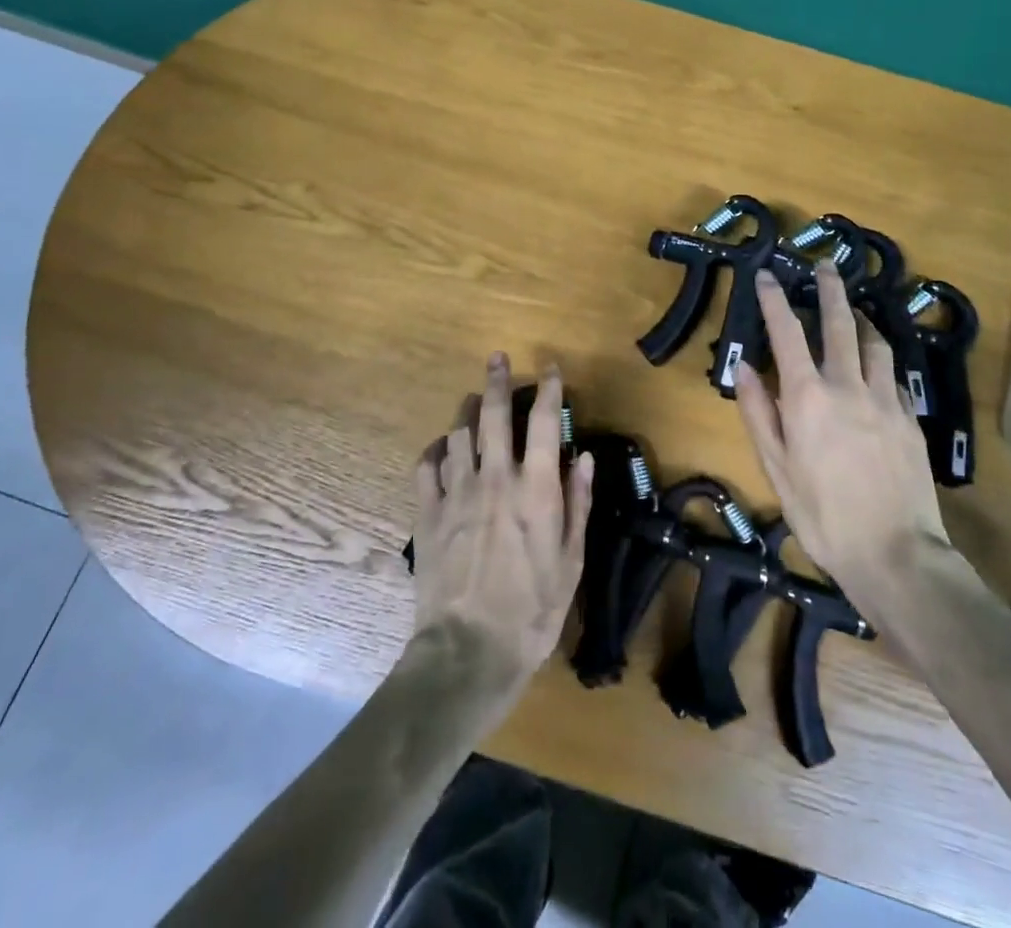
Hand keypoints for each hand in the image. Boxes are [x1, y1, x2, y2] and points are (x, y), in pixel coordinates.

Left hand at [410, 353, 594, 694]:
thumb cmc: (532, 611)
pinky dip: (436, 449)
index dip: (549, 390)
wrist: (468, 651)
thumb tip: (583, 457)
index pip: (544, 423)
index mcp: (535, 489)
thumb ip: (577, 504)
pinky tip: (442, 448)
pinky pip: (427, 465)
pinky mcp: (428, 513)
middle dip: (498, 380)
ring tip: (474, 400)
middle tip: (498, 358)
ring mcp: (457, 493)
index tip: (551, 370)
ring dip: (468, 410)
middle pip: (494, 413)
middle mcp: (495, 478)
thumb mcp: (571, 562)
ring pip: (459, 433)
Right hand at [733, 264, 949, 618]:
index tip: (766, 275)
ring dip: (861, 319)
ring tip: (854, 310)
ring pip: (875, 343)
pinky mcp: (910, 418)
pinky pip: (895, 374)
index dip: (774, 300)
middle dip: (830, 289)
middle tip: (825, 265)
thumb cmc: (823, 515)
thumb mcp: (777, 468)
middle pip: (840, 323)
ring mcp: (885, 399)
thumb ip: (759, 413)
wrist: (896, 553)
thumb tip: (746, 368)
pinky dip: (881, 359)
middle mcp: (848, 385)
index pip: (787, 333)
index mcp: (808, 397)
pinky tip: (878, 364)